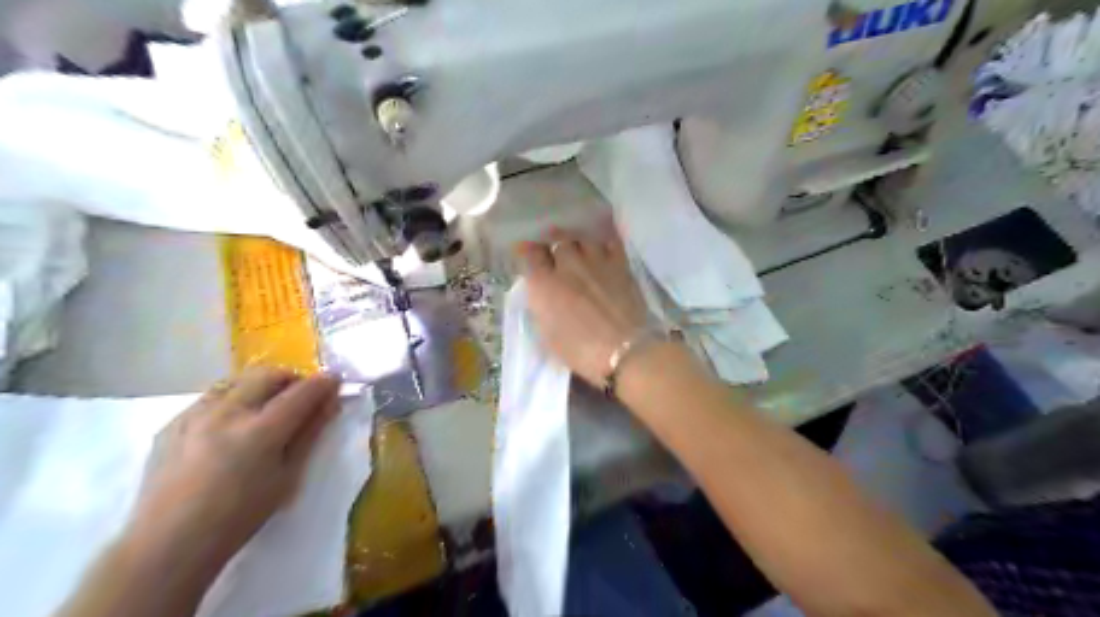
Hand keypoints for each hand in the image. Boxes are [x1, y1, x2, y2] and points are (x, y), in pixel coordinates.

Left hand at [131, 369, 342, 569]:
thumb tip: (329, 404)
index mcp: (261, 431)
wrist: (169, 544)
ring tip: (265, 408)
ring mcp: (194, 415)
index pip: (302, 392)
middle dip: (291, 378)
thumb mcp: (287, 477)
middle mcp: (227, 413)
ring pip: (237, 380)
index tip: (335, 380)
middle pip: (268, 374)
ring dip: (259, 386)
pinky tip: (231, 427)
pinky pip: (210, 398)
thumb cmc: (240, 516)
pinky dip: (231, 400)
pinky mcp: (172, 423)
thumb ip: (309, 434)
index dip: (324, 383)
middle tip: (301, 396)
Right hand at [519, 230, 652, 387]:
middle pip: (557, 240)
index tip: (530, 255)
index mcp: (543, 283)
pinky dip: (604, 243)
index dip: (529, 252)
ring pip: (582, 238)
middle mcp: (567, 264)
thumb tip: (542, 293)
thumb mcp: (547, 334)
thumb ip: (542, 306)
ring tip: (579, 250)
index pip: (530, 253)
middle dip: (555, 246)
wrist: (623, 350)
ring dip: (578, 243)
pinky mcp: (620, 264)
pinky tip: (603, 249)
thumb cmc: (579, 351)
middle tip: (556, 254)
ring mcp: (595, 261)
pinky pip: (610, 242)